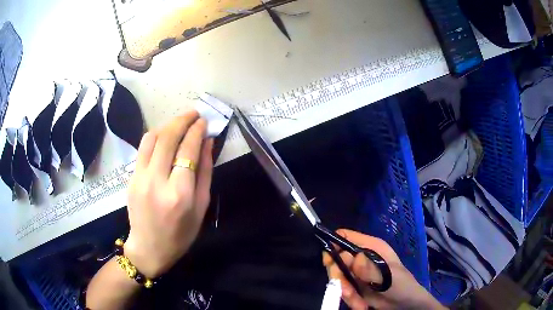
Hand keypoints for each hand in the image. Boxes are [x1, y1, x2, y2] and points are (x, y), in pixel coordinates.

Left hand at [124, 110, 213, 277]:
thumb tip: (207, 142)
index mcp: (180, 193)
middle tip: (194, 113)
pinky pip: (143, 149)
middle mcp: (157, 181)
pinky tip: (165, 137)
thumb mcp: (201, 207)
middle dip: (182, 120)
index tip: (204, 121)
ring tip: (179, 123)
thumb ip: (205, 173)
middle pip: (168, 138)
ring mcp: (140, 178)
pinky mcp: (131, 178)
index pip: (188, 150)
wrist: (149, 248)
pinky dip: (156, 137)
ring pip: (151, 138)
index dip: (197, 131)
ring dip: (167, 125)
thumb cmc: (181, 234)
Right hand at [323, 229, 444, 309]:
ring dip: (346, 293)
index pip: (344, 237)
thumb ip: (369, 268)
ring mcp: (357, 273)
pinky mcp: (354, 286)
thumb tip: (348, 256)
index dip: (333, 246)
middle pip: (336, 260)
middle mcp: (361, 257)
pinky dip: (350, 300)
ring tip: (360, 304)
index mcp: (371, 247)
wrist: (405, 305)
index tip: (329, 263)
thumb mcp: (389, 277)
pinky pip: (342, 291)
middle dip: (339, 278)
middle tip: (348, 293)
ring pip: (338, 278)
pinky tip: (362, 306)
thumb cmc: (402, 285)